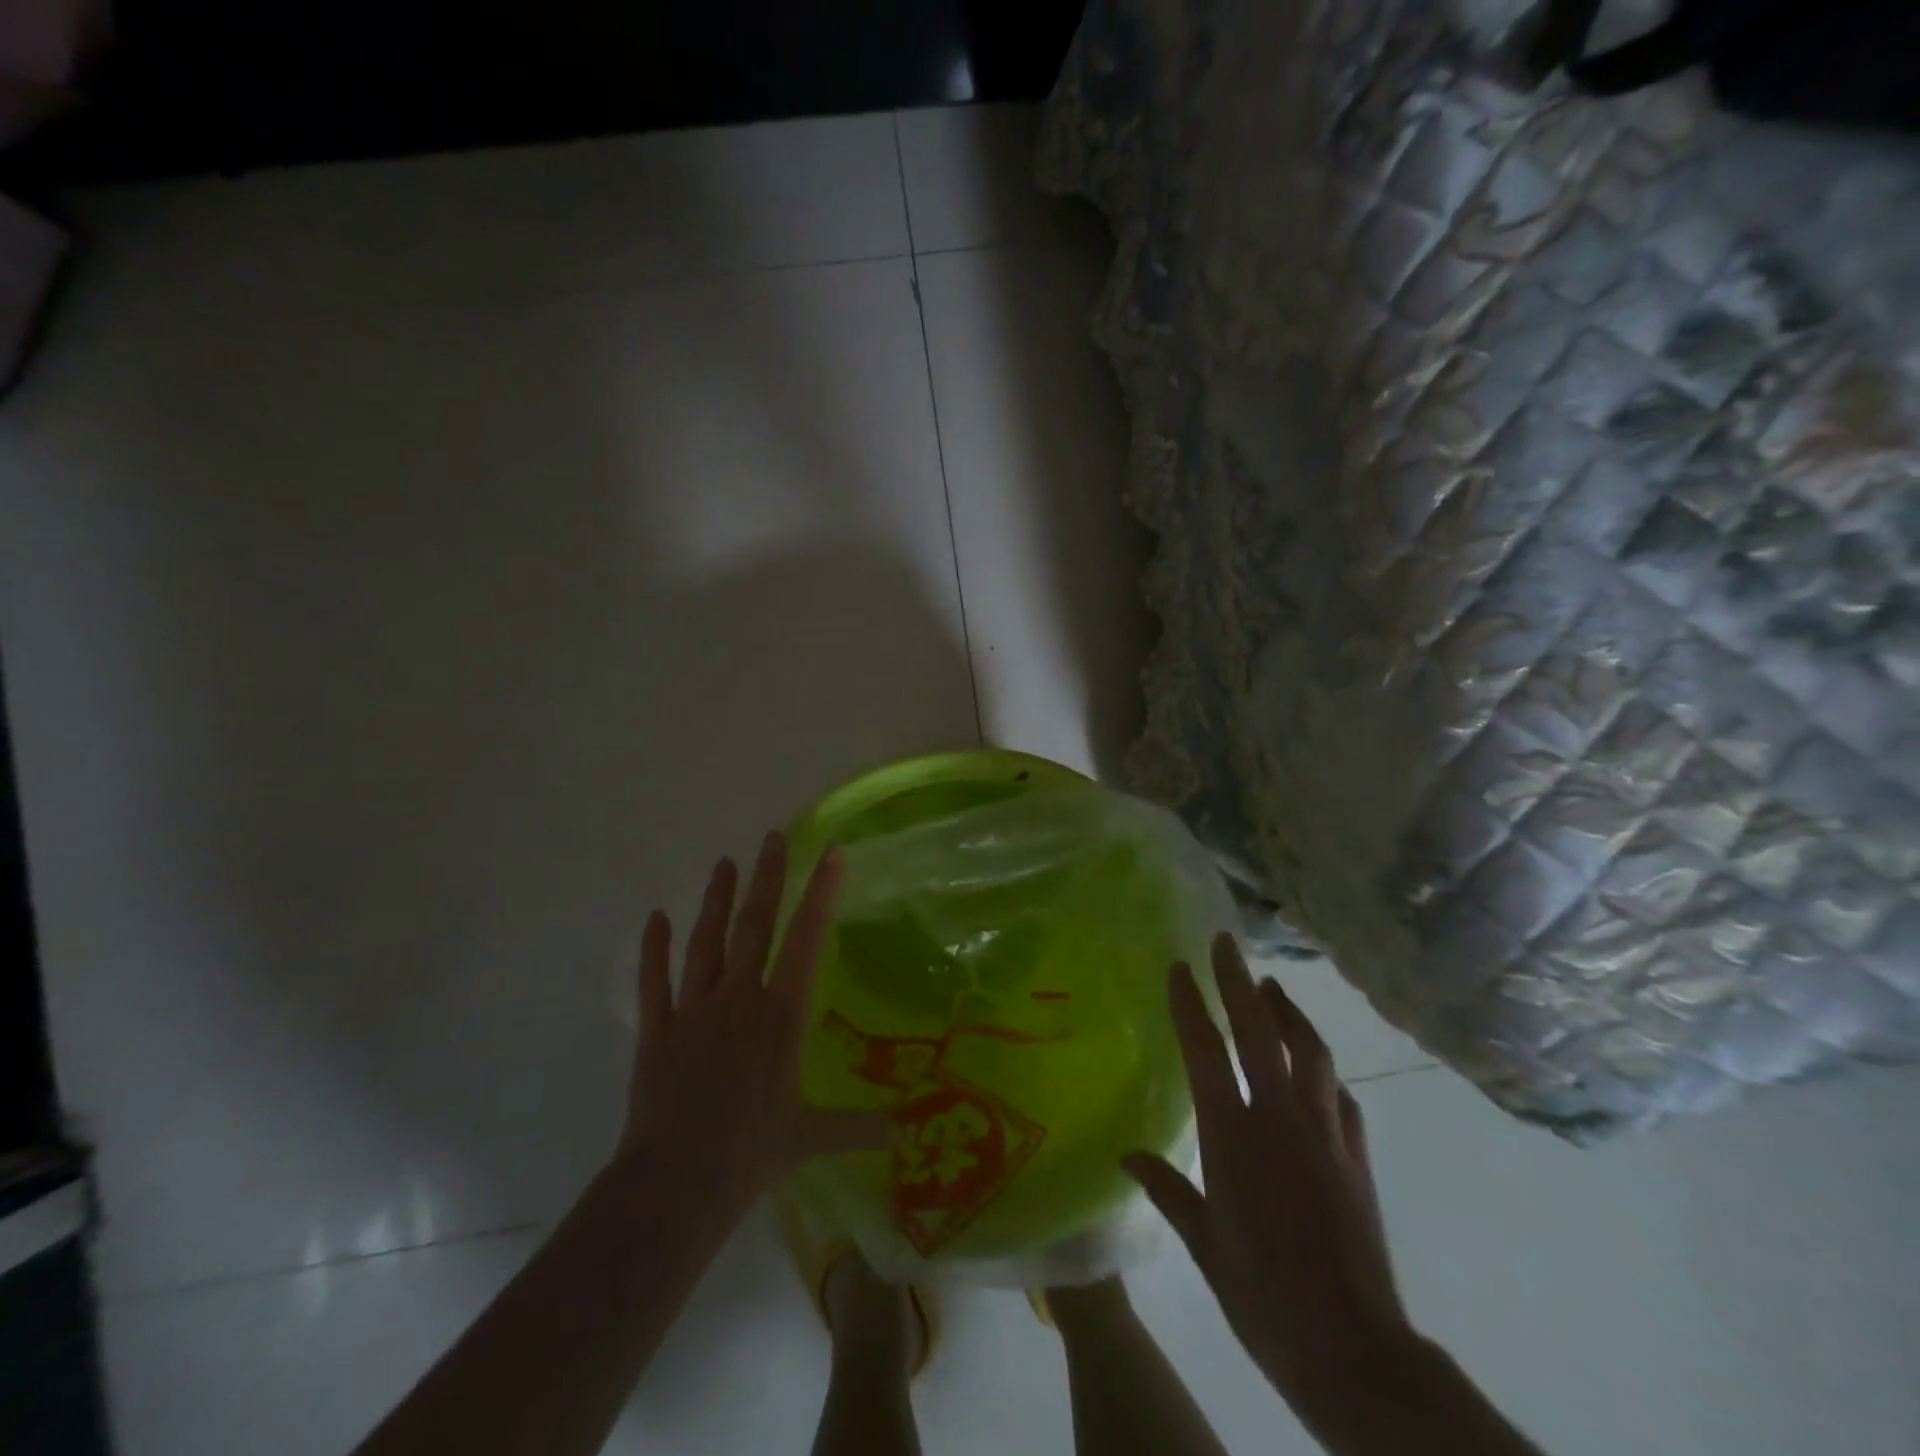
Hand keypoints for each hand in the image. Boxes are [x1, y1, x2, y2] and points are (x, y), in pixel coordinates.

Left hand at [614, 833, 887, 1236]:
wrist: (675, 1186)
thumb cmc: (750, 1155)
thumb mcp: (811, 1137)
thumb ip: (857, 1126)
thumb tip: (903, 1133)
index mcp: (781, 1014)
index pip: (808, 939)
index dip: (822, 893)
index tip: (831, 853)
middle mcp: (739, 998)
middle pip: (755, 925)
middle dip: (767, 879)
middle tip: (772, 838)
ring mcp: (693, 1010)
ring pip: (707, 941)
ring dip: (716, 900)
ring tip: (724, 863)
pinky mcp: (657, 1030)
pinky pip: (654, 981)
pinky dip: (653, 948)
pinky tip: (655, 918)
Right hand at [1123, 934, 1415, 1404]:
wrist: (1353, 1349)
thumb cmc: (1263, 1295)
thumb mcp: (1204, 1244)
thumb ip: (1168, 1189)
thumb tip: (1127, 1155)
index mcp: (1233, 1136)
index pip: (1205, 1052)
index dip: (1190, 1005)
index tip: (1178, 966)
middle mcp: (1279, 1119)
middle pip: (1259, 1032)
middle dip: (1239, 982)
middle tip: (1226, 943)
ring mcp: (1325, 1133)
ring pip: (1310, 1051)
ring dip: (1288, 1012)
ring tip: (1272, 986)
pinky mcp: (1357, 1154)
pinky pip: (1340, 1095)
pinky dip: (1323, 1069)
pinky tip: (1317, 1066)